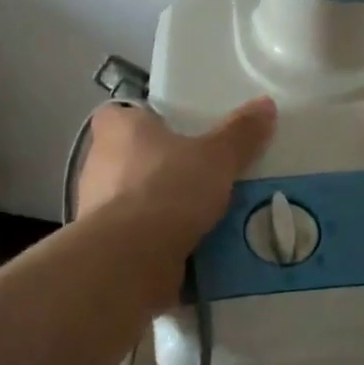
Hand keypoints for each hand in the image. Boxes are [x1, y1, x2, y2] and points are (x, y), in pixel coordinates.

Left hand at [75, 98, 277, 254]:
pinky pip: (138, 236)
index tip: (176, 129)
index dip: (147, 119)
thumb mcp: (216, 156)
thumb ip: (240, 132)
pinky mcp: (106, 247)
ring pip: (136, 199)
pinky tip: (194, 247)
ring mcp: (97, 208)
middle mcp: (98, 164)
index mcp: (117, 129)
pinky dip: (160, 241)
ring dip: (163, 206)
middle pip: (133, 157)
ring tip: (205, 213)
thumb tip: (266, 104)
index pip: (122, 113)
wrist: (129, 260)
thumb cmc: (167, 188)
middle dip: (164, 166)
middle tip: (202, 171)